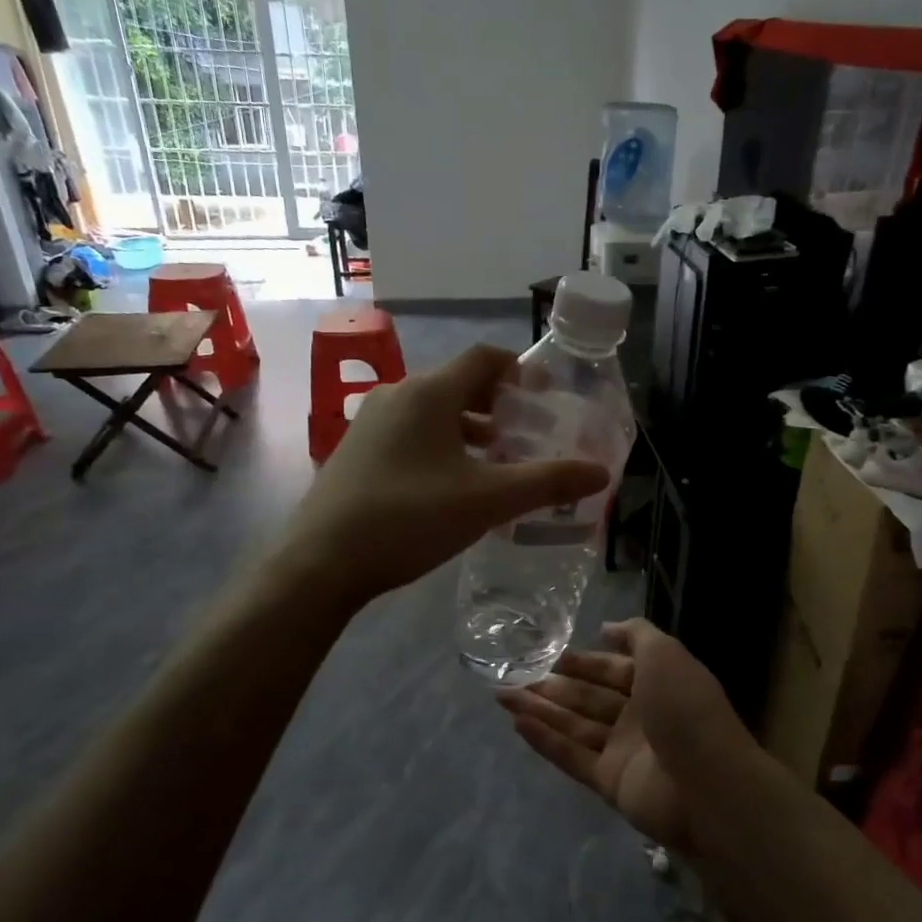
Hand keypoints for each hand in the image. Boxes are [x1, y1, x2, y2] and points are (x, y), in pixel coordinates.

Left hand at [280, 343, 608, 607]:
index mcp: (429, 393)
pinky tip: (453, 484)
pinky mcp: (357, 452)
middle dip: (498, 404)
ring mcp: (370, 423)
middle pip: (459, 384)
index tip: (546, 395)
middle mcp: (397, 396)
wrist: (321, 562)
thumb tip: (600, 472)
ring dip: (470, 428)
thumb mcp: (488, 500)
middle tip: (529, 433)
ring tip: (498, 459)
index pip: (484, 358)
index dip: (520, 371)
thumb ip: (547, 482)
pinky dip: (442, 445)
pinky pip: (411, 433)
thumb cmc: (409, 518)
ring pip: (433, 412)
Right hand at [497, 619, 761, 853]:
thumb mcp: (665, 654)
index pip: (614, 669)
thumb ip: (636, 635)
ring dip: (540, 711)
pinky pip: (572, 757)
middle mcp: (640, 716)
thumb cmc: (686, 708)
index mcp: (657, 684)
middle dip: (554, 687)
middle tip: (514, 676)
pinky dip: (545, 741)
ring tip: (502, 697)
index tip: (552, 655)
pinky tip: (517, 725)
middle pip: (589, 698)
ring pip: (575, 726)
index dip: (585, 661)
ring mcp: (624, 751)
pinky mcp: (610, 782)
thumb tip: (606, 628)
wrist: (708, 784)